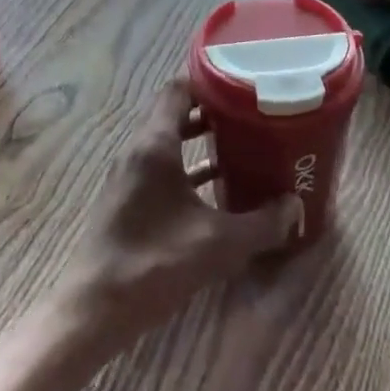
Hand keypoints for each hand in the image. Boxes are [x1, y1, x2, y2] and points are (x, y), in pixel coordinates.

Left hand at [54, 81, 301, 356]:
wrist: (94, 309)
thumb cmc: (155, 262)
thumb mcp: (218, 244)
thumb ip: (262, 223)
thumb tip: (295, 207)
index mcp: (155, 144)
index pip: (178, 89)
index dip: (209, 82)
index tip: (242, 85)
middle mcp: (138, 151)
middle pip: (175, 114)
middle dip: (213, 113)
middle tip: (251, 116)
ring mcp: (129, 176)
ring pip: (168, 143)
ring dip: (201, 143)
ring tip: (243, 148)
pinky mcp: (127, 200)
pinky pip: (161, 170)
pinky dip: (188, 170)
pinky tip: (216, 191)